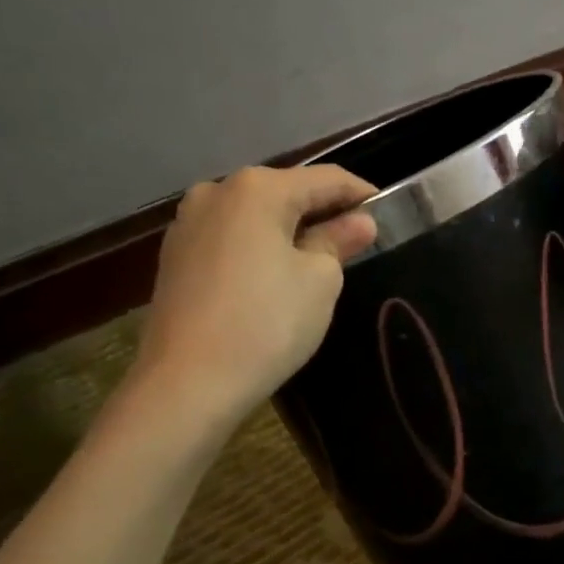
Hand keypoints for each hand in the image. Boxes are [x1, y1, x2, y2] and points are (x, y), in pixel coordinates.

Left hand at [130, 165, 377, 421]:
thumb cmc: (266, 323)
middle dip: (324, 211)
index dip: (361, 194)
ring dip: (291, 229)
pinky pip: (232, 237)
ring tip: (320, 257)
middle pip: (287, 191)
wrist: (186, 385)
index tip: (388, 212)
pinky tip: (277, 274)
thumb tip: (359, 222)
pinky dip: (260, 246)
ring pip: (257, 215)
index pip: (326, 178)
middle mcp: (218, 191)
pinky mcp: (176, 256)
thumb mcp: (319, 280)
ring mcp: (189, 223)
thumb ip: (339, 240)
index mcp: (258, 188)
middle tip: (358, 239)